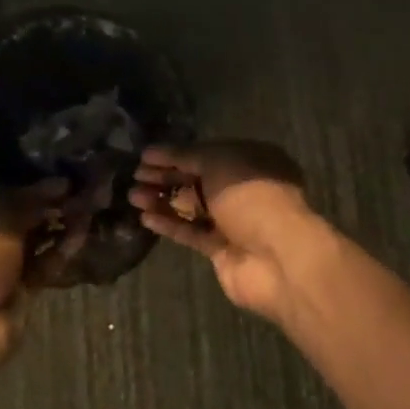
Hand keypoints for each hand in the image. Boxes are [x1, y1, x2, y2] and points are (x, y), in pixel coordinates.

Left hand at [0, 180, 72, 383]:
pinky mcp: (25, 292)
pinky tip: (81, 234)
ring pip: (39, 243)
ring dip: (60, 228)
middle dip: (51, 207)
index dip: (33, 186)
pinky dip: (62, 252)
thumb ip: (32, 201)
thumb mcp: (1, 222)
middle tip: (81, 189)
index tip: (61, 174)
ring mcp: (6, 270)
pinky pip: (46, 267)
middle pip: (25, 221)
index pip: (7, 197)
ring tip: (87, 207)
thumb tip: (62, 182)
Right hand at [129, 141, 317, 317]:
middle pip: (198, 179)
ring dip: (163, 200)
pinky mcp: (222, 250)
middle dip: (166, 176)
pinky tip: (145, 217)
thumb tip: (155, 152)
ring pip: (192, 206)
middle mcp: (244, 188)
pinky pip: (191, 232)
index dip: (175, 154)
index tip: (145, 156)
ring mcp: (234, 221)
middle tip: (134, 175)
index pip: (207, 152)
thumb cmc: (251, 196)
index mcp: (252, 160)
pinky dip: (170, 224)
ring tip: (132, 196)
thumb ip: (186, 156)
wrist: (277, 256)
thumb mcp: (218, 161)